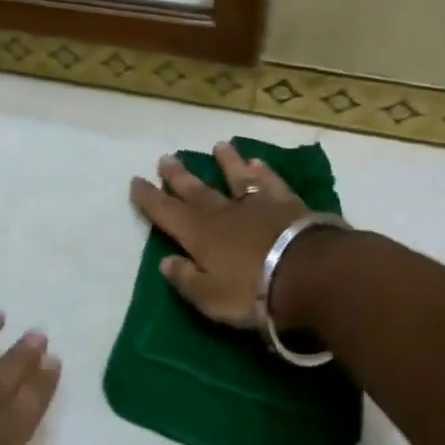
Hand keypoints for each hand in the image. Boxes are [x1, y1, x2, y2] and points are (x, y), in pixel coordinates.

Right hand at [128, 142, 318, 327]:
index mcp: (199, 236)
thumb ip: (186, 279)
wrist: (309, 273)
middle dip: (178, 176)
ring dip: (226, 162)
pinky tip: (259, 163)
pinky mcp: (288, 203)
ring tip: (219, 146)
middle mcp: (223, 213)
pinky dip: (263, 172)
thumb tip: (166, 261)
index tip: (136, 181)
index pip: (166, 213)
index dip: (149, 198)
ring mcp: (257, 205)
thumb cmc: (253, 292)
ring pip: (236, 177)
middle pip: (196, 190)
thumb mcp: (210, 298)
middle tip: (166, 158)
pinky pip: (271, 183)